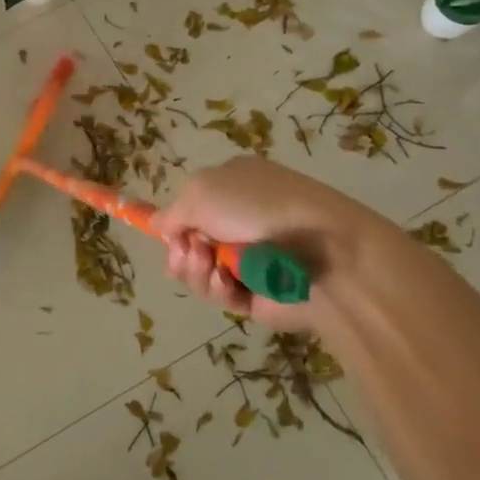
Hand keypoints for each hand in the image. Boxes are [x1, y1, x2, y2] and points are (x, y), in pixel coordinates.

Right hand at [152, 157, 399, 332]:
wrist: (323, 251)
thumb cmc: (258, 207)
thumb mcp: (201, 192)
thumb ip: (172, 212)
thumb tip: (156, 224)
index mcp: (231, 185)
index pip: (192, 205)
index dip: (175, 222)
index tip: (168, 234)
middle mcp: (239, 220)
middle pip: (190, 242)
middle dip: (181, 250)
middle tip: (188, 252)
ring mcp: (249, 258)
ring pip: (200, 271)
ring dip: (195, 270)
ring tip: (209, 266)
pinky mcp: (257, 294)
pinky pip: (222, 294)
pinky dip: (218, 289)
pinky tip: (228, 283)